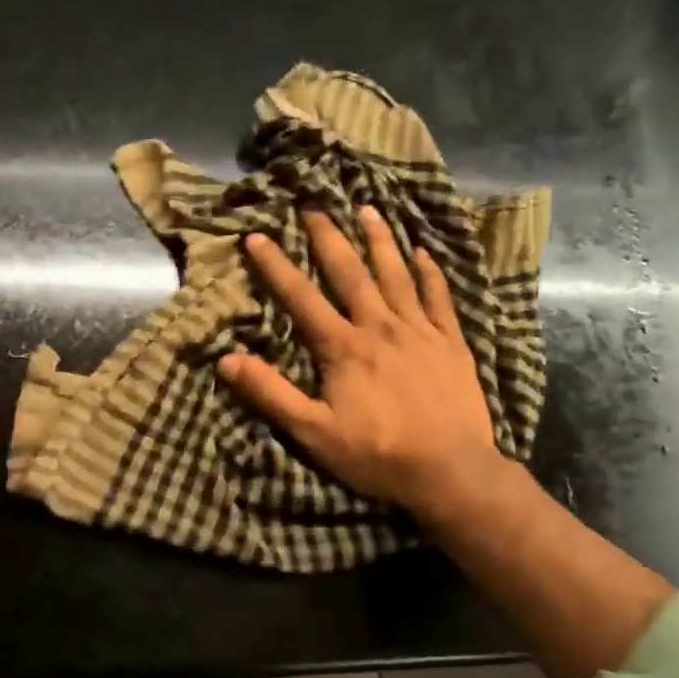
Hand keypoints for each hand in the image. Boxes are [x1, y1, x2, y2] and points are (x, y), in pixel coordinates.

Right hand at [219, 207, 515, 524]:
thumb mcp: (313, 432)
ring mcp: (420, 331)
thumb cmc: (376, 454)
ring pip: (397, 274)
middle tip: (313, 206)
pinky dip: (430, 272)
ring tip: (367, 209)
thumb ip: (271, 394)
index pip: (301, 297)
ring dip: (380, 240)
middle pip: (350, 272)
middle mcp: (380, 326)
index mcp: (343, 347)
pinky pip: (439, 297)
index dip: (276, 266)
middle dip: (328, 237)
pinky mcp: (451, 342)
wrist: (450, 471)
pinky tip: (424, 253)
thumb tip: (227, 360)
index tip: (256, 236)